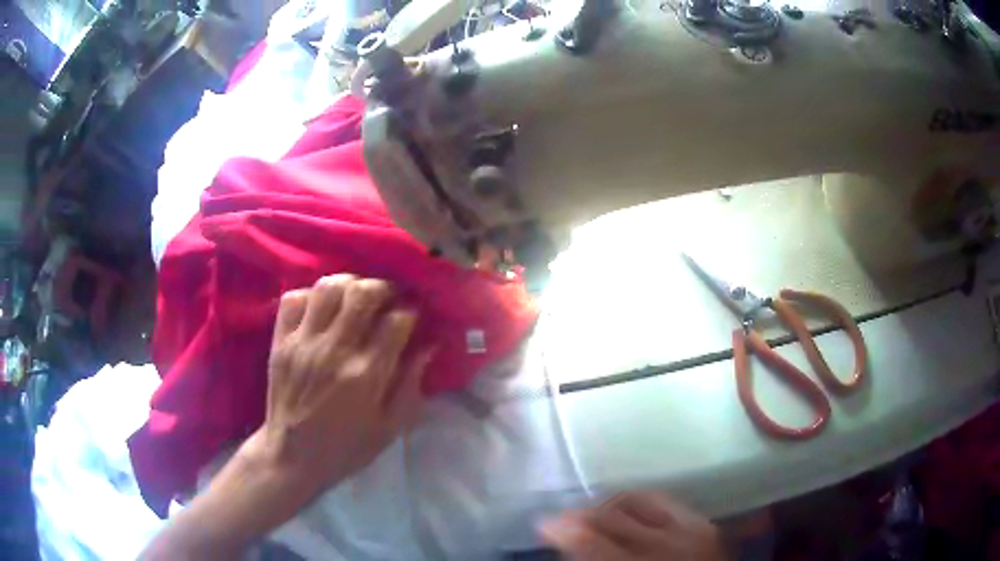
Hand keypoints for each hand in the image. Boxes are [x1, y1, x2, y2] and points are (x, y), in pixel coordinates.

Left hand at [243, 274, 432, 498]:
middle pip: (363, 293)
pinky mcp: (281, 342)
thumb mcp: (390, 427)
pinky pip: (293, 300)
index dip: (410, 311)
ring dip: (349, 284)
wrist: (292, 457)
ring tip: (356, 296)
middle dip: (383, 287)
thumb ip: (411, 385)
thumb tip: (429, 346)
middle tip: (389, 297)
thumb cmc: (346, 447)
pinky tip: (321, 309)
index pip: (396, 320)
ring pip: (328, 288)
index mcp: (366, 374)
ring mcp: (304, 343)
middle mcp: (335, 350)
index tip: (413, 315)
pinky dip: (311, 296)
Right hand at [540, 492, 727, 560]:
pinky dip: (639, 502)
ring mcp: (692, 529)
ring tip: (596, 515)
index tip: (542, 524)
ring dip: (610, 504)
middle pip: (613, 515)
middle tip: (564, 519)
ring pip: (639, 499)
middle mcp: (668, 545)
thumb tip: (567, 540)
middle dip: (582, 514)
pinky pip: (664, 499)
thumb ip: (596, 560)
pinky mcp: (704, 522)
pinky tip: (629, 513)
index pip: (593, 544)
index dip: (563, 531)